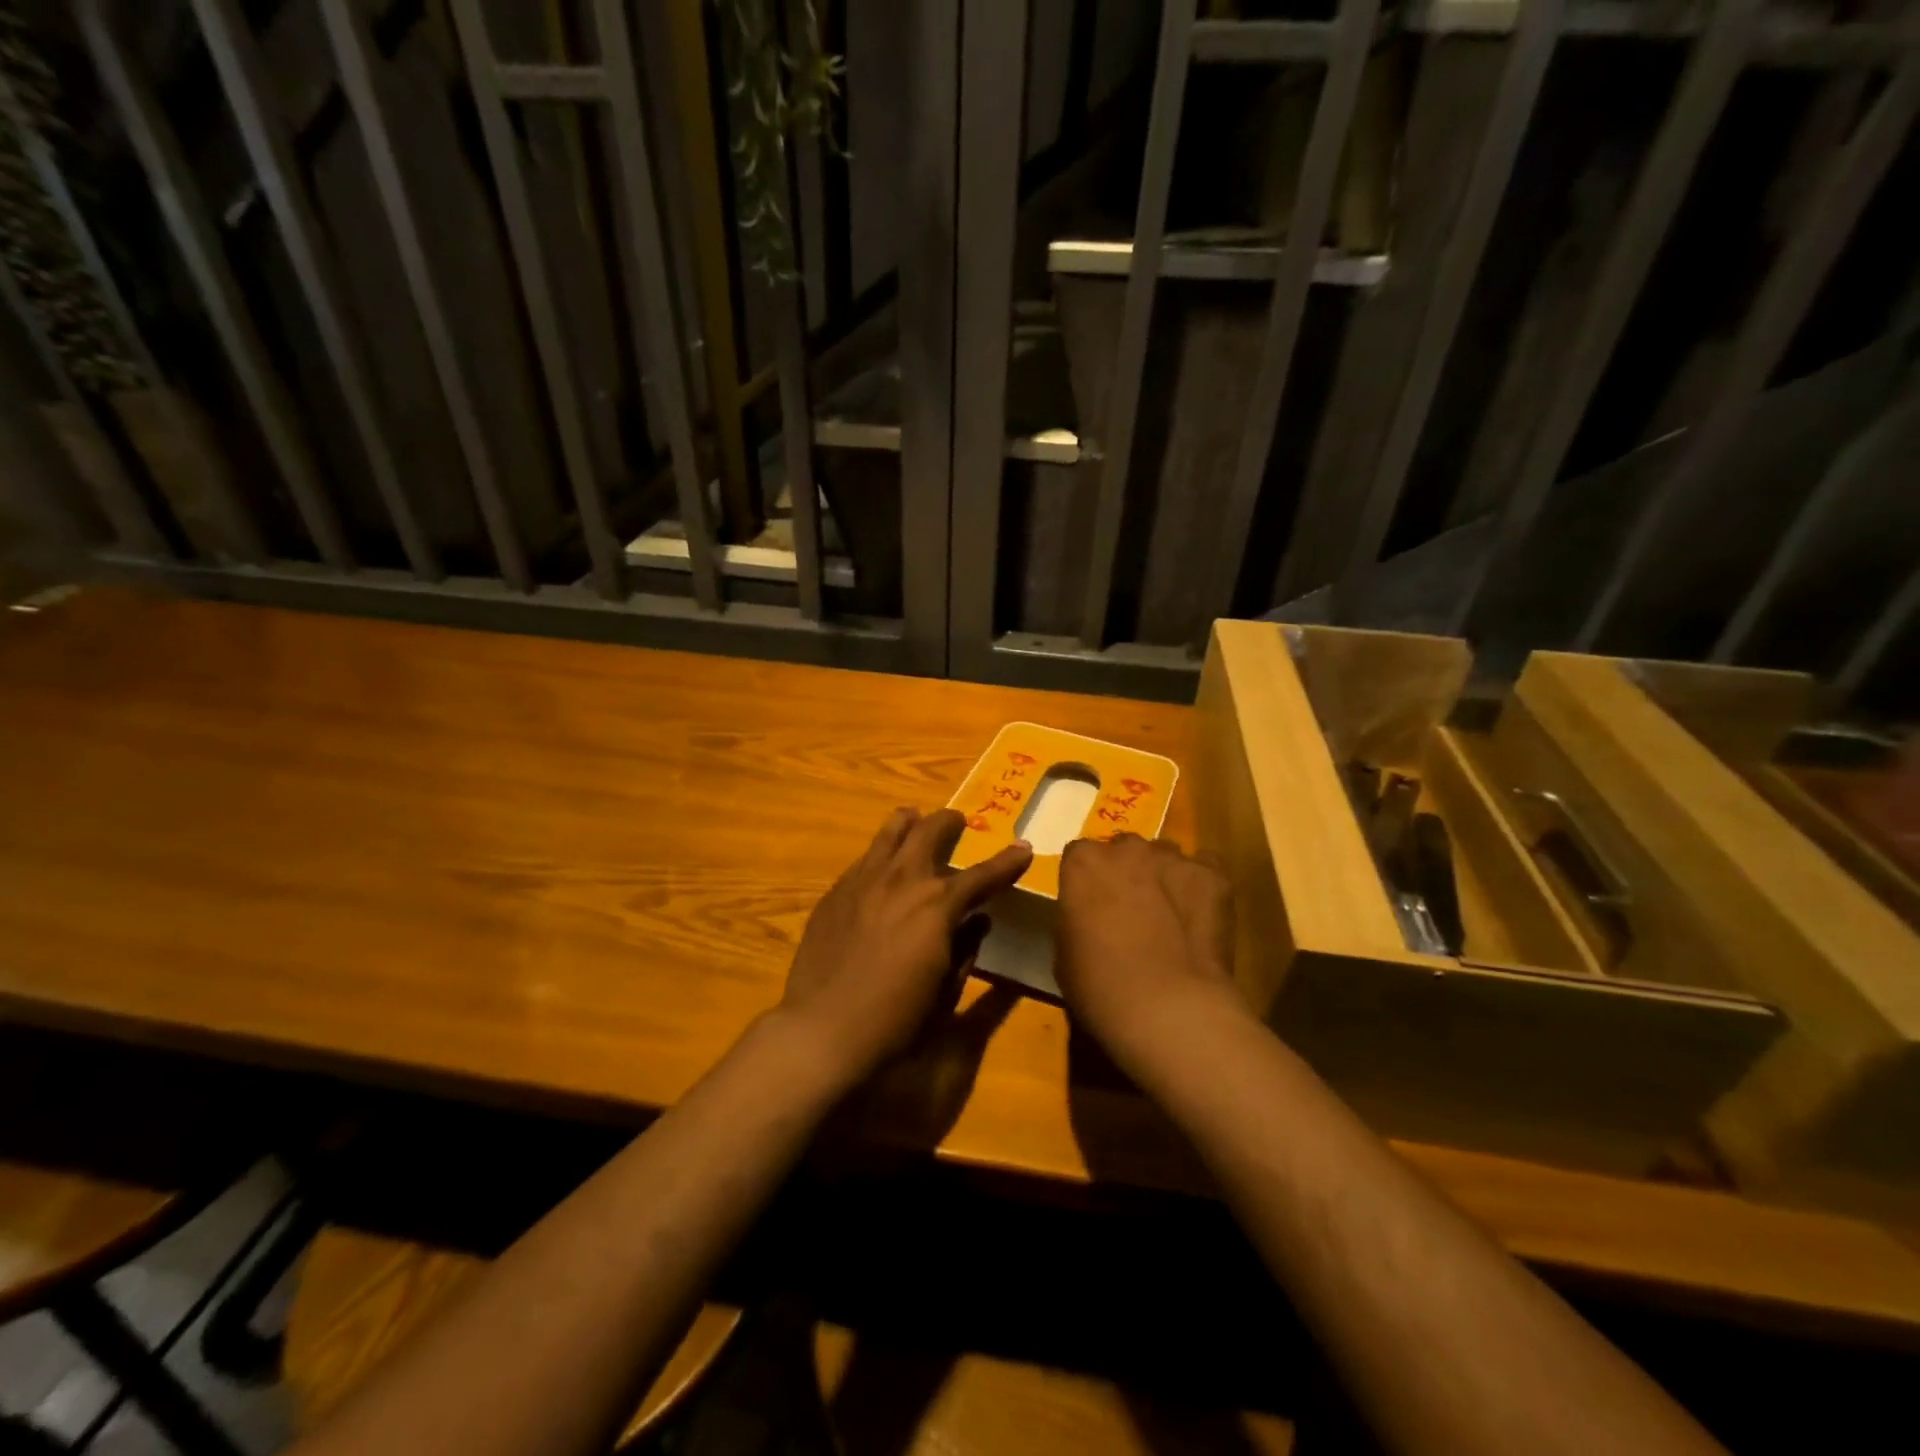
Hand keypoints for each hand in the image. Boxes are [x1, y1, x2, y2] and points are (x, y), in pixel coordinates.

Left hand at [775, 808, 1031, 1088]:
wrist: (821, 1031)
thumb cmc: (894, 1022)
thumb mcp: (945, 991)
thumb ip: (965, 949)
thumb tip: (979, 922)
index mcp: (937, 906)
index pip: (982, 875)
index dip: (1007, 862)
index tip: (1023, 848)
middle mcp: (902, 881)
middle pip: (930, 832)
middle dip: (949, 822)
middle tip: (957, 821)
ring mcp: (863, 881)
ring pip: (890, 833)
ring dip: (909, 824)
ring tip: (915, 820)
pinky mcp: (834, 893)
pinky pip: (864, 860)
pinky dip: (881, 855)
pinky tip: (880, 868)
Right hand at [1055, 834, 1248, 1079]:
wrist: (1168, 1008)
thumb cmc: (1100, 987)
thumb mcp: (1065, 954)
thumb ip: (1076, 919)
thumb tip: (1090, 919)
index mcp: (1083, 863)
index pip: (1080, 856)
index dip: (1087, 881)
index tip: (1092, 906)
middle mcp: (1127, 848)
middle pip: (1125, 850)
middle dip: (1127, 872)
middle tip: (1131, 910)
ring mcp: (1173, 859)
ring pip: (1165, 857)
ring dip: (1163, 878)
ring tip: (1171, 916)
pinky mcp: (1213, 876)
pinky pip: (1204, 870)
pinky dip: (1201, 888)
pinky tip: (1200, 919)